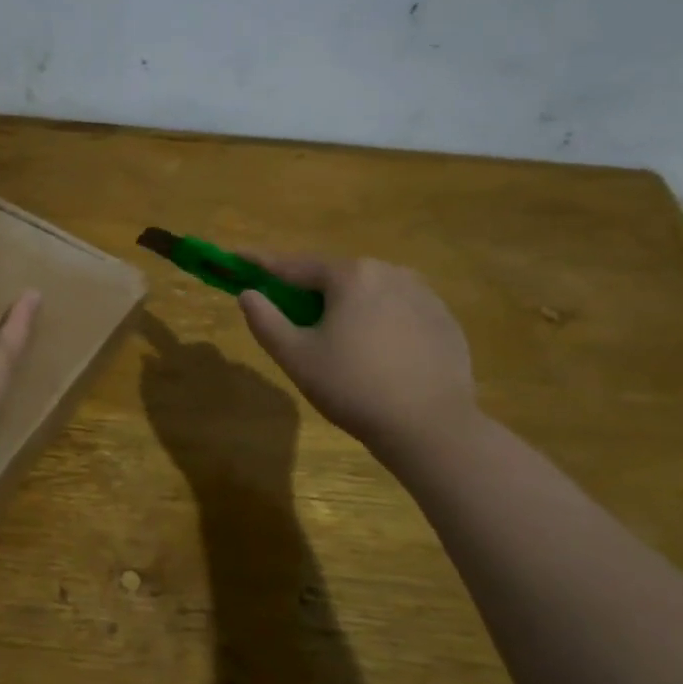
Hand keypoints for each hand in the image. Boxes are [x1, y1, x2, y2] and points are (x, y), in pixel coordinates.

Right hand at [238, 256, 478, 464]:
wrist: (431, 427)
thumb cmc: (353, 387)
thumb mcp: (295, 356)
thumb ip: (266, 320)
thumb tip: (248, 294)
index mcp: (351, 276)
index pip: (294, 265)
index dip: (262, 263)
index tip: (237, 256)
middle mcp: (390, 273)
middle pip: (336, 277)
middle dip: (309, 290)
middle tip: (290, 312)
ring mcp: (424, 295)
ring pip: (370, 293)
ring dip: (346, 305)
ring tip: (336, 337)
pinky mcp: (445, 321)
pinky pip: (399, 311)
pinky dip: (378, 321)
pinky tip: (375, 352)